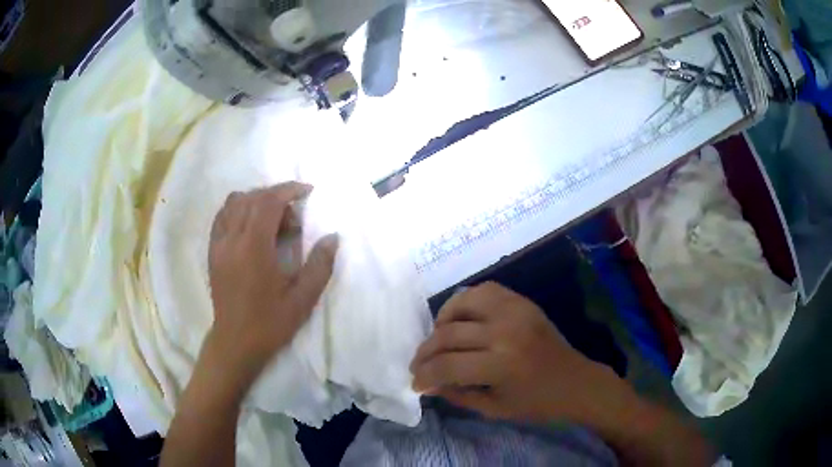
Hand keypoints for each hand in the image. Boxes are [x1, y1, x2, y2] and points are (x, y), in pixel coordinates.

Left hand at [204, 182, 338, 394]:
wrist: (236, 342)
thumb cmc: (270, 323)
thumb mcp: (303, 299)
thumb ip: (320, 265)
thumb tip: (333, 237)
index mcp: (254, 248)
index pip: (269, 201)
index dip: (289, 190)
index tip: (307, 191)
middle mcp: (232, 239)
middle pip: (252, 197)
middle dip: (276, 196)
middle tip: (293, 220)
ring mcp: (218, 244)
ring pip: (234, 203)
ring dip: (256, 201)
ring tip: (272, 220)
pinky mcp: (212, 251)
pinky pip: (222, 216)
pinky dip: (238, 210)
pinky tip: (251, 226)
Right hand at [410, 282, 614, 423]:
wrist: (575, 381)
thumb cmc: (536, 403)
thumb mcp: (494, 408)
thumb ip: (457, 394)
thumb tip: (427, 382)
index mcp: (500, 366)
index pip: (446, 366)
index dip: (424, 375)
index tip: (415, 382)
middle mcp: (504, 332)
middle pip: (448, 334)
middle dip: (425, 352)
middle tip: (419, 364)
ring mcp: (515, 311)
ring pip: (462, 303)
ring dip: (442, 321)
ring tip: (439, 338)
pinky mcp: (522, 302)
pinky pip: (485, 291)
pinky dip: (465, 302)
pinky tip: (461, 319)